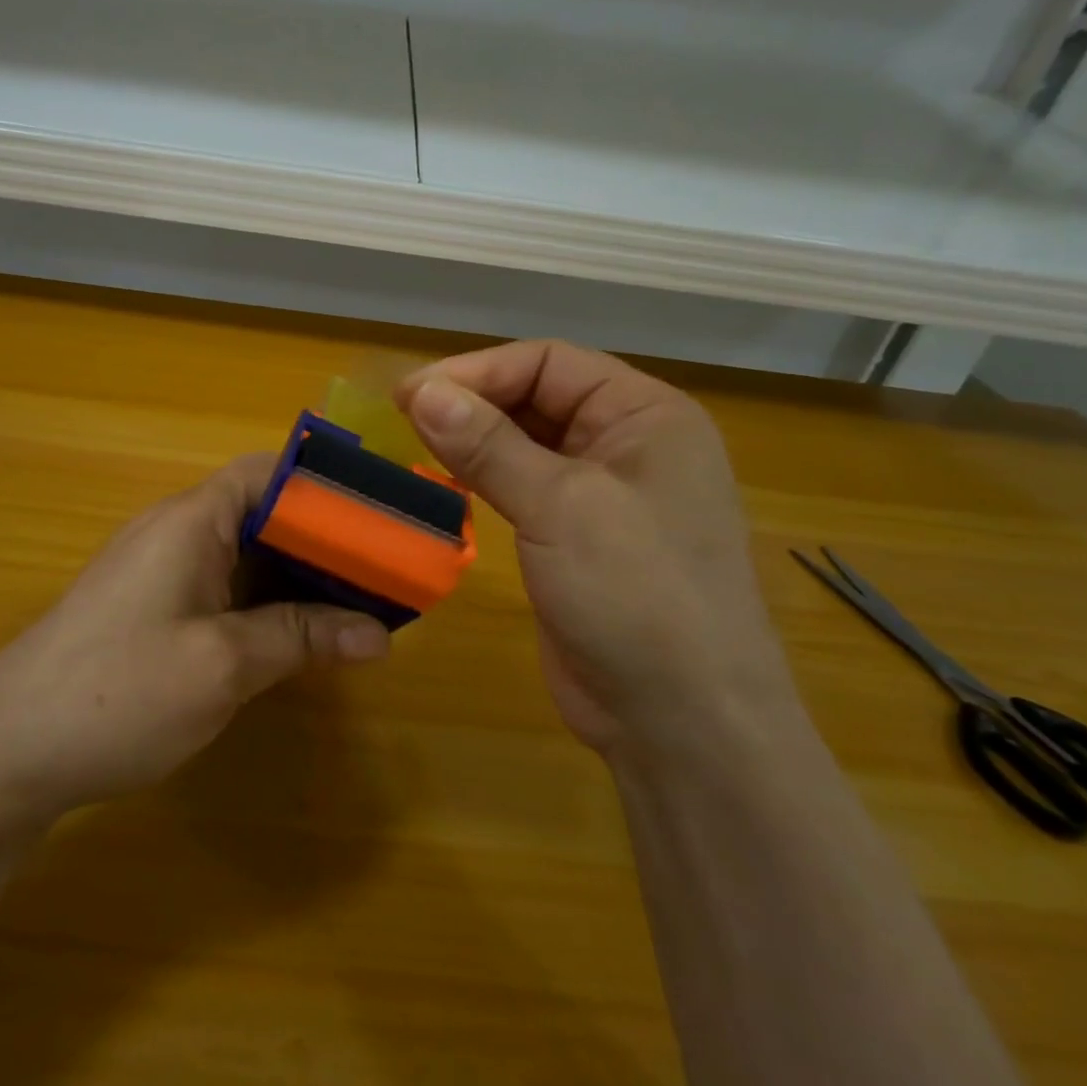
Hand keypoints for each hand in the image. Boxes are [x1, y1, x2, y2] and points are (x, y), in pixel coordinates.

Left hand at [0, 453, 389, 831]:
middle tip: (383, 572)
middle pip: (262, 514)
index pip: (267, 472)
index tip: (378, 515)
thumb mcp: (223, 665)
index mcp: (191, 521)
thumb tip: (379, 634)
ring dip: (296, 578)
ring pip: (245, 556)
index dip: (324, 486)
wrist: (4, 753)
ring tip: (357, 605)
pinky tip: (297, 637)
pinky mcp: (152, 610)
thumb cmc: (118, 692)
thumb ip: (301, 638)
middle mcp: (176, 533)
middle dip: (322, 540)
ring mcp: (160, 572)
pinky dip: (265, 604)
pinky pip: (223, 589)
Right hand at [396, 341, 793, 752]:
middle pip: (537, 397)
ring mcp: (605, 494)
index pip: (549, 362)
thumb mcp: (560, 506)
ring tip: (414, 445)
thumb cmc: (637, 594)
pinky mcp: (578, 537)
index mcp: (646, 414)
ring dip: (473, 440)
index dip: (477, 371)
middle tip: (403, 419)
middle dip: (473, 402)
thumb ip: (488, 444)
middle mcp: (629, 443)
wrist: (684, 723)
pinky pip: (525, 487)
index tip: (411, 395)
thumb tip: (421, 389)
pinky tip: (446, 482)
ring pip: (526, 443)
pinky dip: (484, 478)